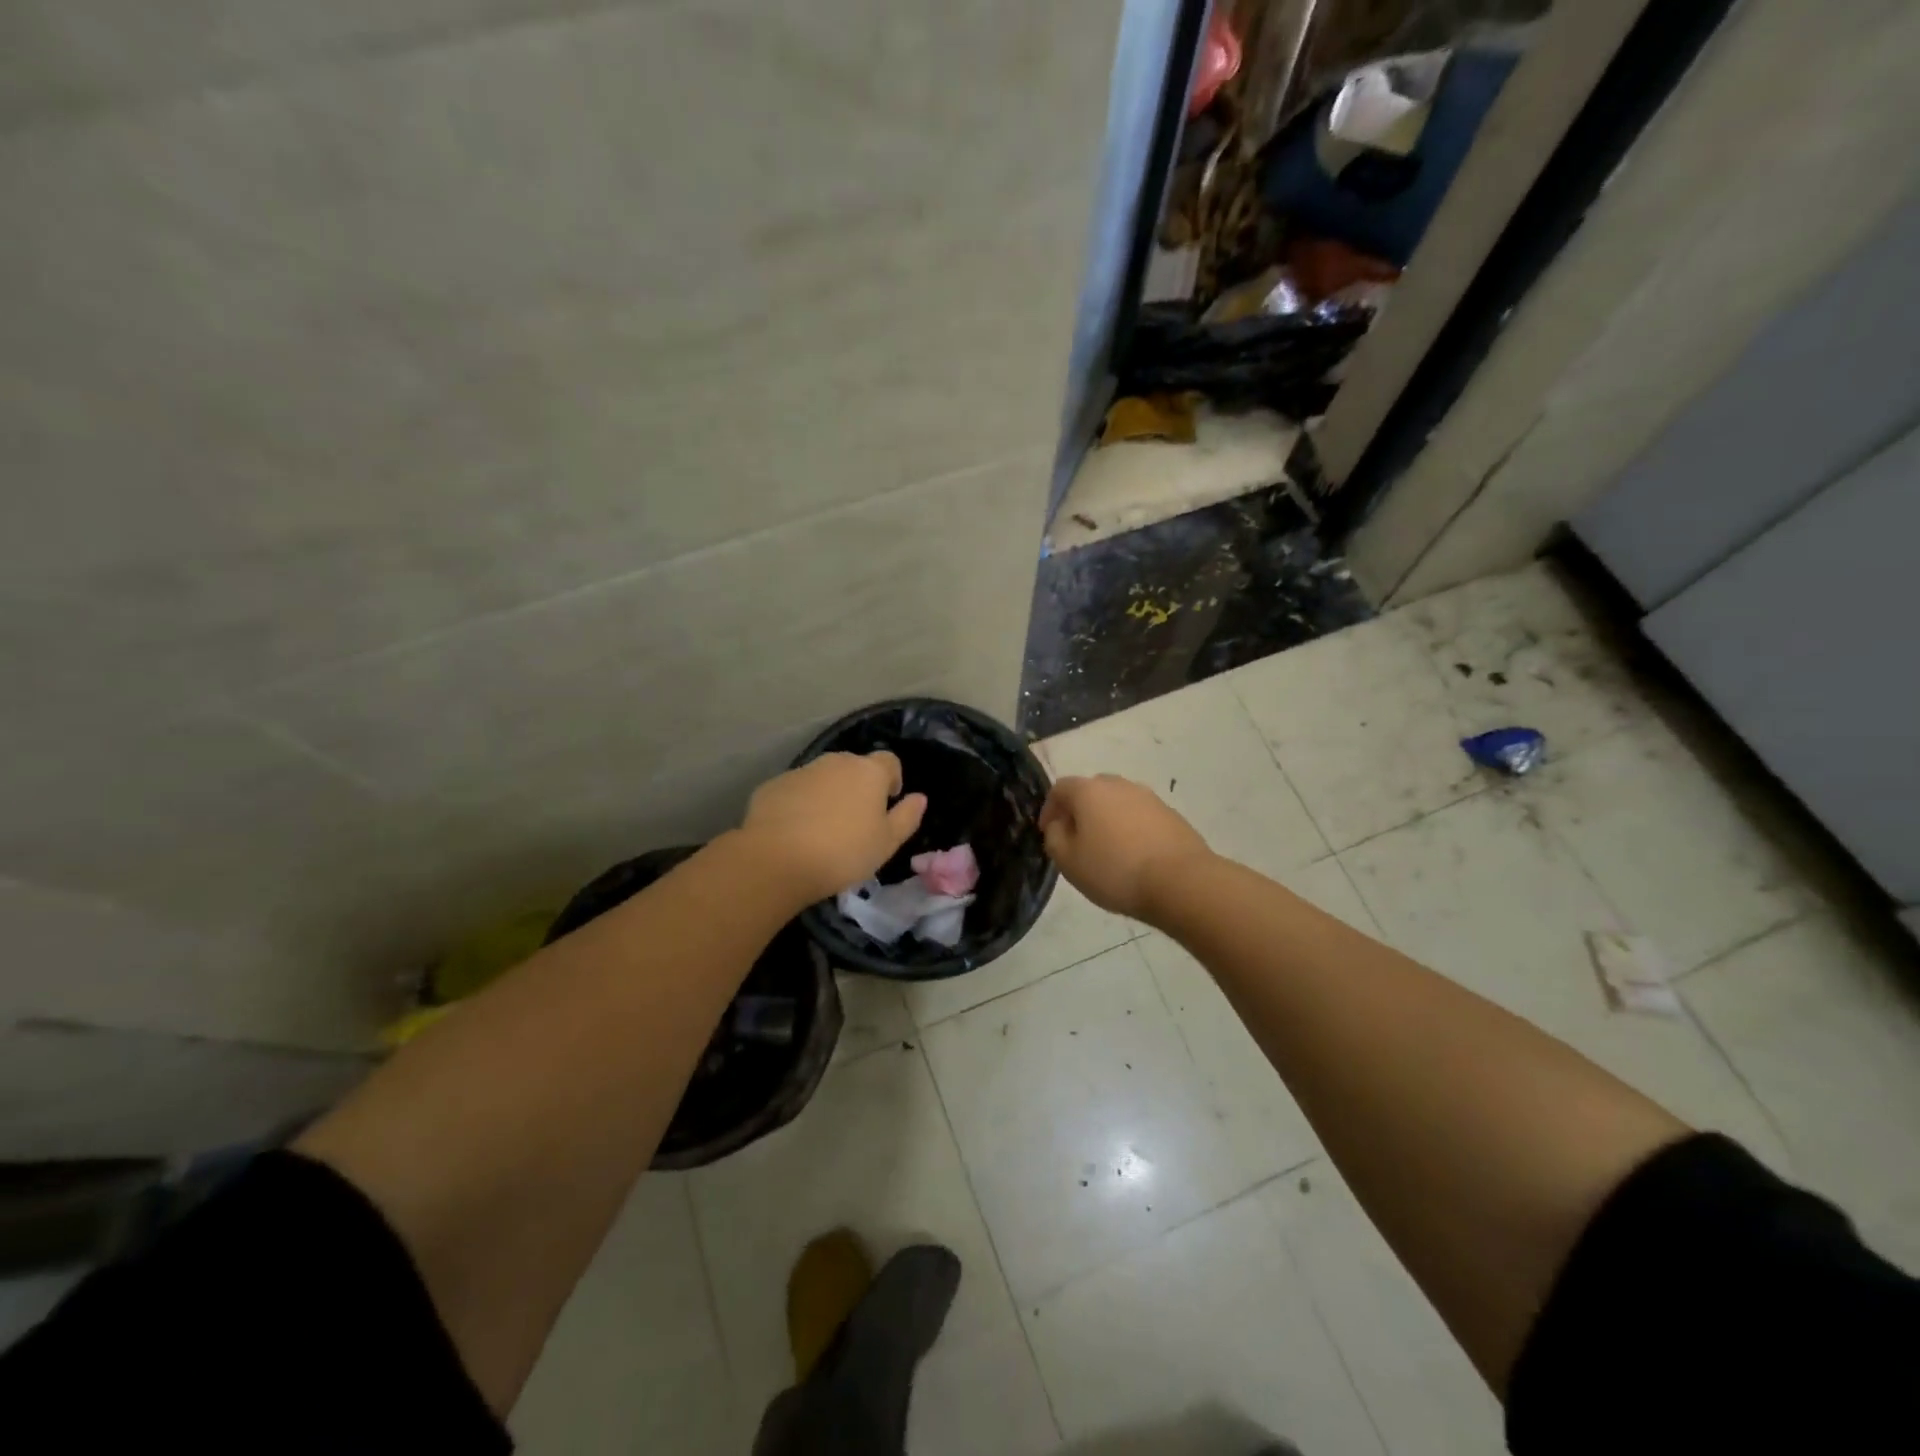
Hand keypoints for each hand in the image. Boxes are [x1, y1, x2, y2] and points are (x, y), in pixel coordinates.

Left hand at [741, 752, 927, 902]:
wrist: (776, 860)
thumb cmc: (843, 852)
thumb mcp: (887, 843)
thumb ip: (907, 817)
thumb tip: (919, 798)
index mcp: (869, 772)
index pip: (890, 761)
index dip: (892, 780)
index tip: (887, 804)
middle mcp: (835, 762)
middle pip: (854, 767)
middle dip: (858, 787)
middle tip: (856, 822)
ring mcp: (801, 771)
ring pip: (823, 778)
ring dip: (828, 795)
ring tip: (823, 829)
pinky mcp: (773, 786)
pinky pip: (795, 791)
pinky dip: (799, 804)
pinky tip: (794, 832)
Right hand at [1038, 774, 1211, 920]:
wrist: (1180, 881)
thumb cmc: (1114, 870)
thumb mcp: (1069, 861)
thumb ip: (1055, 837)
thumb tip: (1060, 824)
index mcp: (1089, 791)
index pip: (1060, 788)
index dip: (1049, 809)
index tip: (1048, 833)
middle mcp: (1119, 785)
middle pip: (1091, 790)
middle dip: (1080, 811)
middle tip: (1077, 839)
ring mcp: (1149, 797)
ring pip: (1118, 802)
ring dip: (1107, 819)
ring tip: (1107, 850)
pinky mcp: (1171, 814)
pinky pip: (1140, 816)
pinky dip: (1131, 829)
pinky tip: (1134, 856)